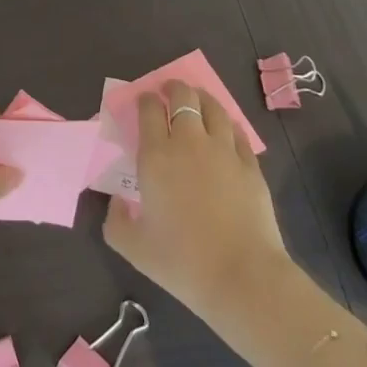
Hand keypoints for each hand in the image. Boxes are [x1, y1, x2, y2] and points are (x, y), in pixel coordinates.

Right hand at [103, 78, 290, 326]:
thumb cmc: (181, 261)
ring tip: (197, 101)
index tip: (144, 102)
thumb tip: (117, 201)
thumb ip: (115, 220)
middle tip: (169, 93)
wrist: (242, 277)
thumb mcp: (132, 247)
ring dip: (202, 99)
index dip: (145, 100)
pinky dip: (228, 125)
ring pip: (213, 107)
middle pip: (183, 97)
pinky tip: (226, 130)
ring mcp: (224, 151)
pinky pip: (238, 132)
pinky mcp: (251, 166)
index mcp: (156, 156)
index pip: (149, 110)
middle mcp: (189, 143)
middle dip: (174, 88)